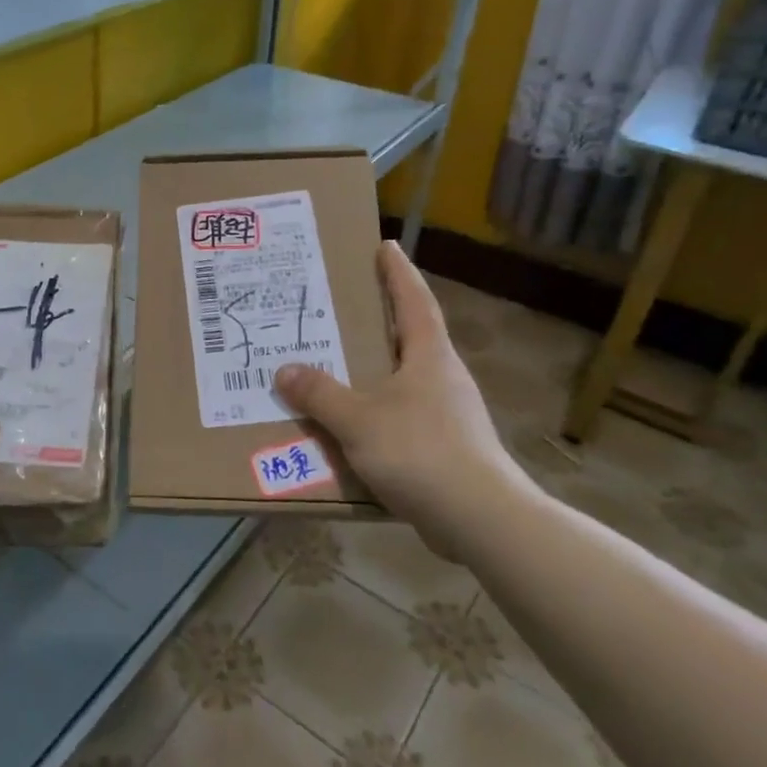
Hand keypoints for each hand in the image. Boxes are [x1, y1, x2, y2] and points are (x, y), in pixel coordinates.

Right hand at [276, 241, 511, 539]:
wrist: (480, 519)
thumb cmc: (421, 453)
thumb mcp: (358, 420)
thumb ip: (320, 394)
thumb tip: (286, 370)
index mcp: (430, 357)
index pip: (414, 301)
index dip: (398, 273)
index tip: (386, 246)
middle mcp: (443, 377)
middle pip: (412, 336)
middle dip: (382, 319)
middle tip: (346, 305)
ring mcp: (449, 414)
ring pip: (406, 378)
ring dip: (377, 368)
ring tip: (339, 365)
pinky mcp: (448, 446)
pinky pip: (404, 414)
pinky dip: (378, 410)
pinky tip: (354, 425)